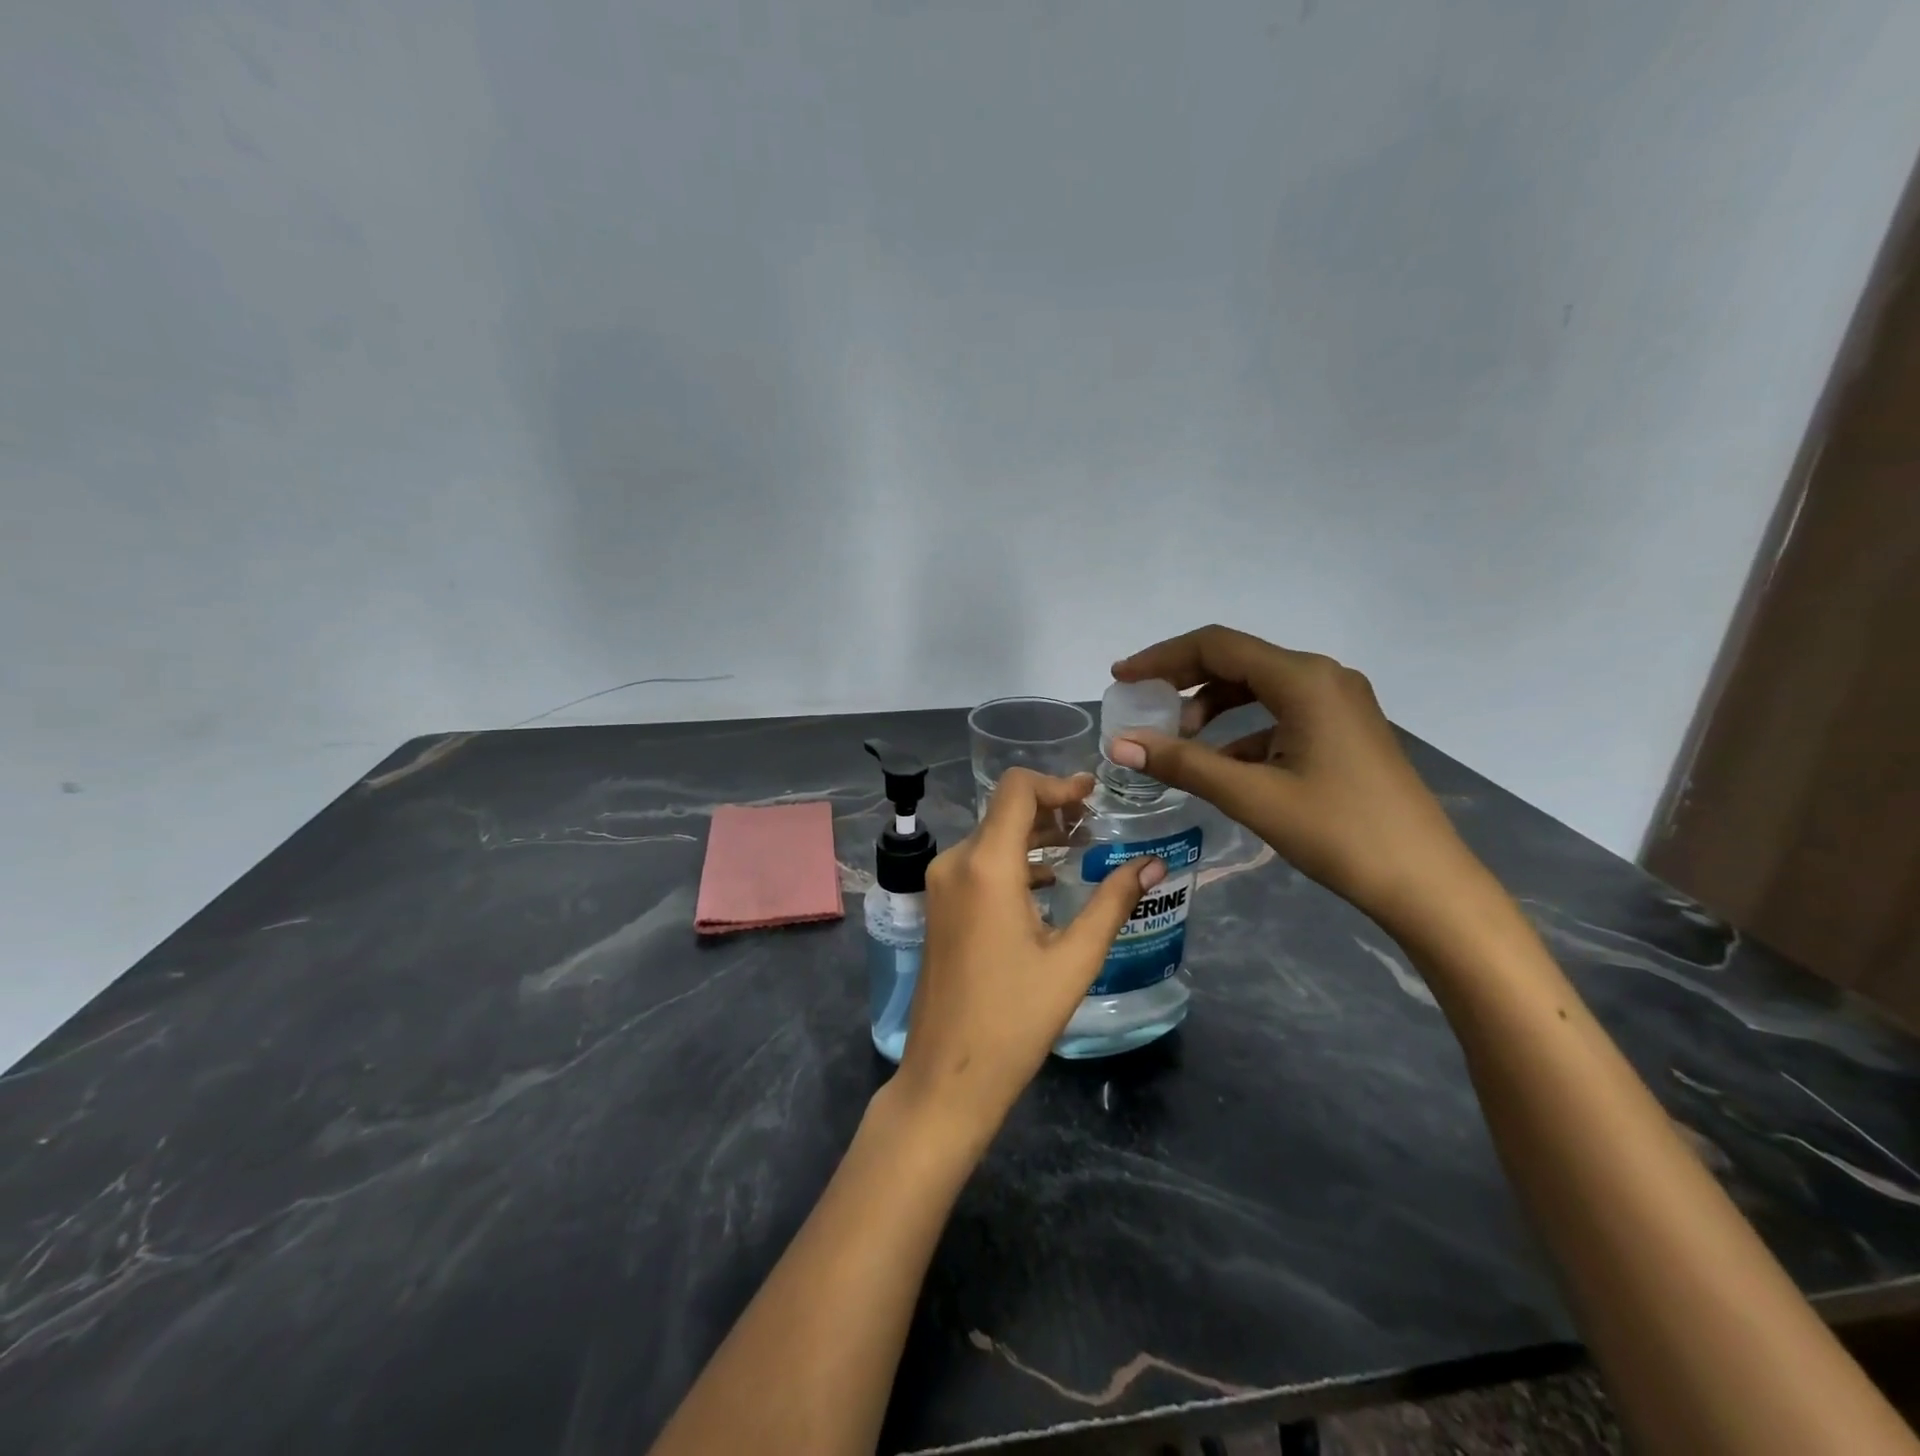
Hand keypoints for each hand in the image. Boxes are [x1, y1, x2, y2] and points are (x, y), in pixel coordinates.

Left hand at [890, 768, 1164, 1146]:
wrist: (948, 1075)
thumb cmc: (1015, 1020)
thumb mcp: (1074, 960)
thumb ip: (1112, 903)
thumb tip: (1153, 864)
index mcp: (986, 866)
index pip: (1017, 790)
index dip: (1057, 784)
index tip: (1092, 795)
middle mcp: (956, 863)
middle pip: (1004, 811)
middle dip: (1051, 809)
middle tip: (1095, 823)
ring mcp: (941, 885)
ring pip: (991, 837)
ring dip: (1033, 835)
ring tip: (1079, 848)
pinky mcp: (939, 906)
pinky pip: (978, 864)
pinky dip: (1013, 860)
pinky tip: (1047, 882)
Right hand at [1110, 625, 1481, 935]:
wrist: (1424, 882)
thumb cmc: (1338, 832)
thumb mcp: (1252, 796)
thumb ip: (1183, 763)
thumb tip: (1120, 744)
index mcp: (1304, 679)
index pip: (1217, 646)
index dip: (1162, 658)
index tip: (1122, 678)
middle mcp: (1323, 677)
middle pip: (1237, 660)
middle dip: (1184, 680)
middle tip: (1142, 704)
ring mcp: (1339, 702)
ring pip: (1258, 687)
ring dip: (1212, 706)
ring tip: (1179, 740)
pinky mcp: (1344, 729)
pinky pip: (1280, 713)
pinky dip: (1242, 729)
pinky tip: (1221, 764)